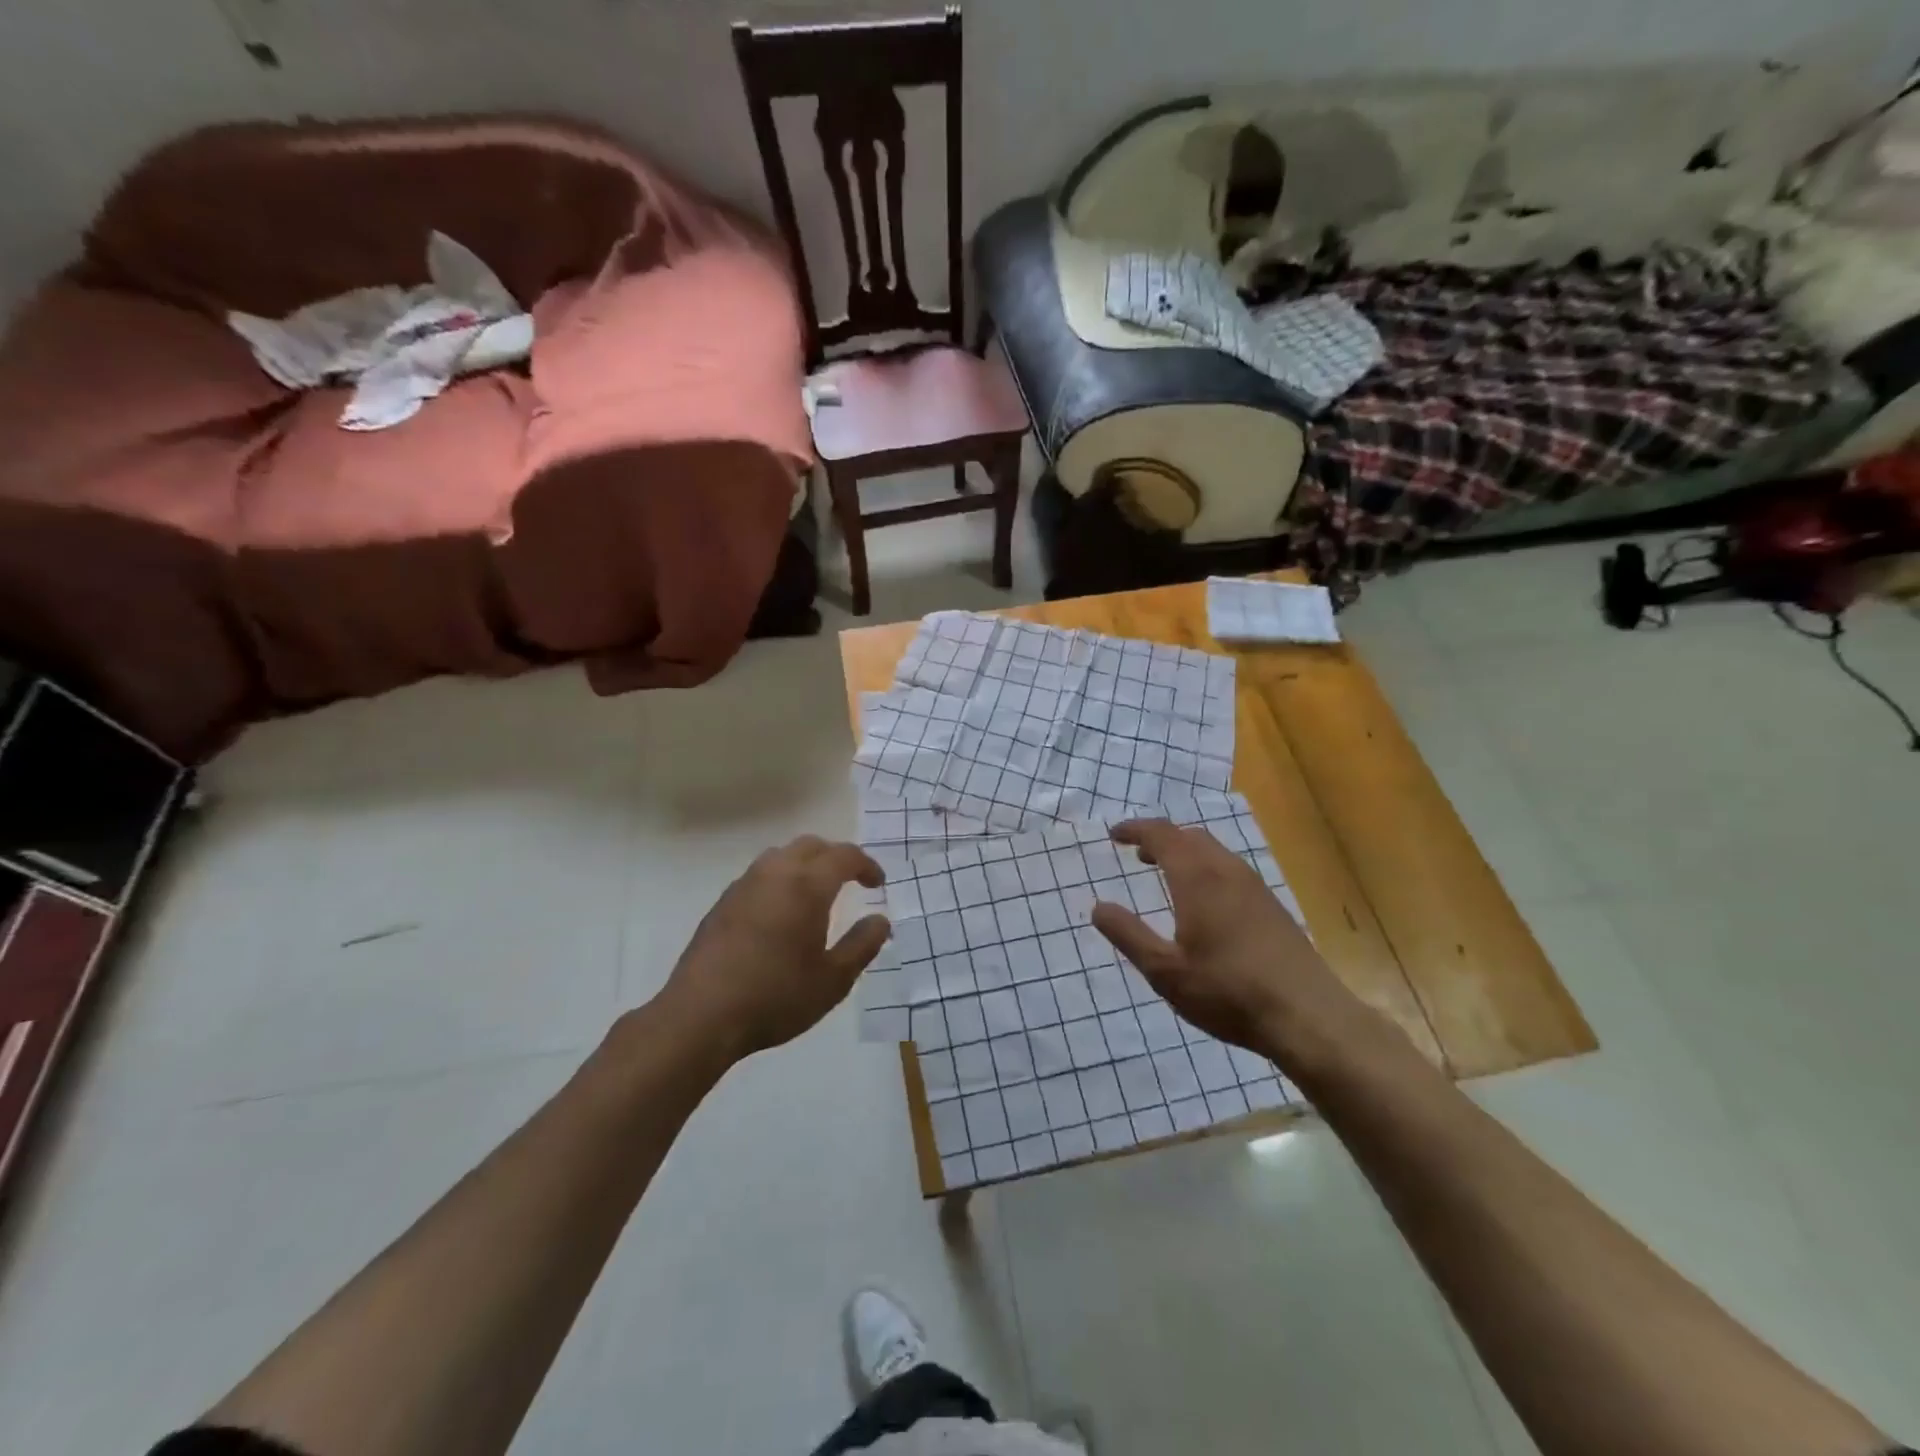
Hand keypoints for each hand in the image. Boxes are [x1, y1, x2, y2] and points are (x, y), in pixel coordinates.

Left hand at [660, 836, 890, 1060]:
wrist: (700, 1016)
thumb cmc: (776, 997)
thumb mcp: (833, 980)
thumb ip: (862, 945)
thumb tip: (880, 920)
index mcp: (807, 886)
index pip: (844, 856)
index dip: (866, 865)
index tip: (877, 884)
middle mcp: (775, 874)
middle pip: (811, 845)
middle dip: (836, 857)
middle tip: (851, 881)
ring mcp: (744, 886)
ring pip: (781, 856)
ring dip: (805, 864)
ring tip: (816, 894)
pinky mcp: (722, 903)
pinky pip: (760, 875)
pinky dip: (780, 880)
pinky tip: (781, 913)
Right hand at [1090, 820, 1360, 1060]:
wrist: (1308, 1017)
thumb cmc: (1228, 992)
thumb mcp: (1165, 971)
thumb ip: (1128, 935)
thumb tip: (1098, 907)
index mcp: (1198, 879)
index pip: (1162, 835)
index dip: (1136, 830)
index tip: (1114, 835)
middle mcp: (1227, 872)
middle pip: (1190, 836)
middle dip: (1161, 839)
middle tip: (1138, 855)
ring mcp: (1255, 888)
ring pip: (1215, 852)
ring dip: (1186, 853)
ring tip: (1167, 874)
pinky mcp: (1272, 907)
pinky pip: (1231, 870)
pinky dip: (1206, 869)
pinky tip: (1204, 903)